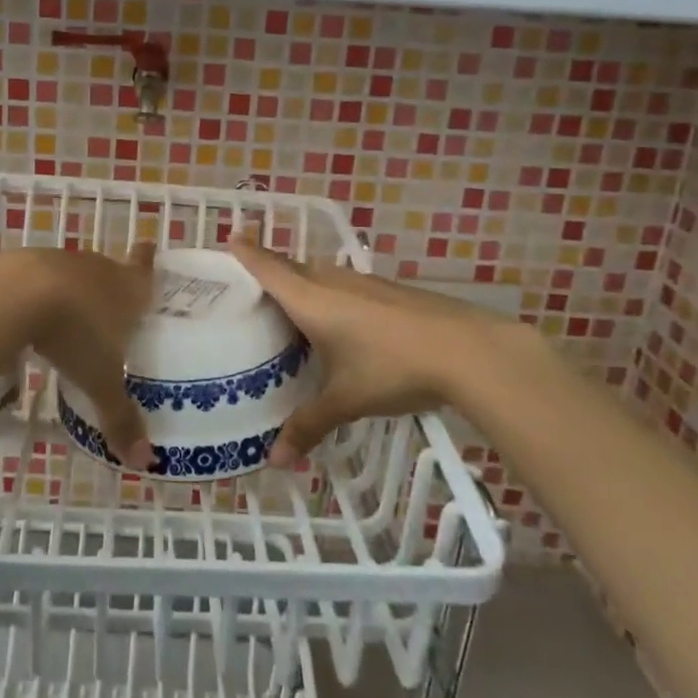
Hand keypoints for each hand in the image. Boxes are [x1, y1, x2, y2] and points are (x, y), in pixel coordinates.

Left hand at [10, 242, 158, 469]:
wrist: (14, 294)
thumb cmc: (73, 334)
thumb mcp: (100, 381)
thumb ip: (120, 418)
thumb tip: (145, 463)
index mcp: (126, 289)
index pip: (144, 270)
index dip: (148, 261)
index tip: (149, 245)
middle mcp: (97, 268)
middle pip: (109, 271)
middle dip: (110, 286)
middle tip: (110, 307)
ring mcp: (58, 260)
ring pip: (72, 274)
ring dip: (72, 291)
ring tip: (67, 317)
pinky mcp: (21, 262)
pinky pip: (36, 278)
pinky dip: (36, 293)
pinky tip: (26, 316)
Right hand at [231, 240, 549, 465]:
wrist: (467, 350)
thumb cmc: (392, 368)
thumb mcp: (345, 400)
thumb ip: (308, 425)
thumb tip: (275, 461)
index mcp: (311, 299)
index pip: (269, 268)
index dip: (247, 252)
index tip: (230, 236)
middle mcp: (332, 281)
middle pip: (292, 267)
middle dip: (271, 270)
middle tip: (250, 287)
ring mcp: (364, 283)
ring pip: (321, 275)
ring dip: (303, 283)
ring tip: (290, 308)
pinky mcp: (389, 291)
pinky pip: (345, 285)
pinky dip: (330, 295)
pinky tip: (340, 323)